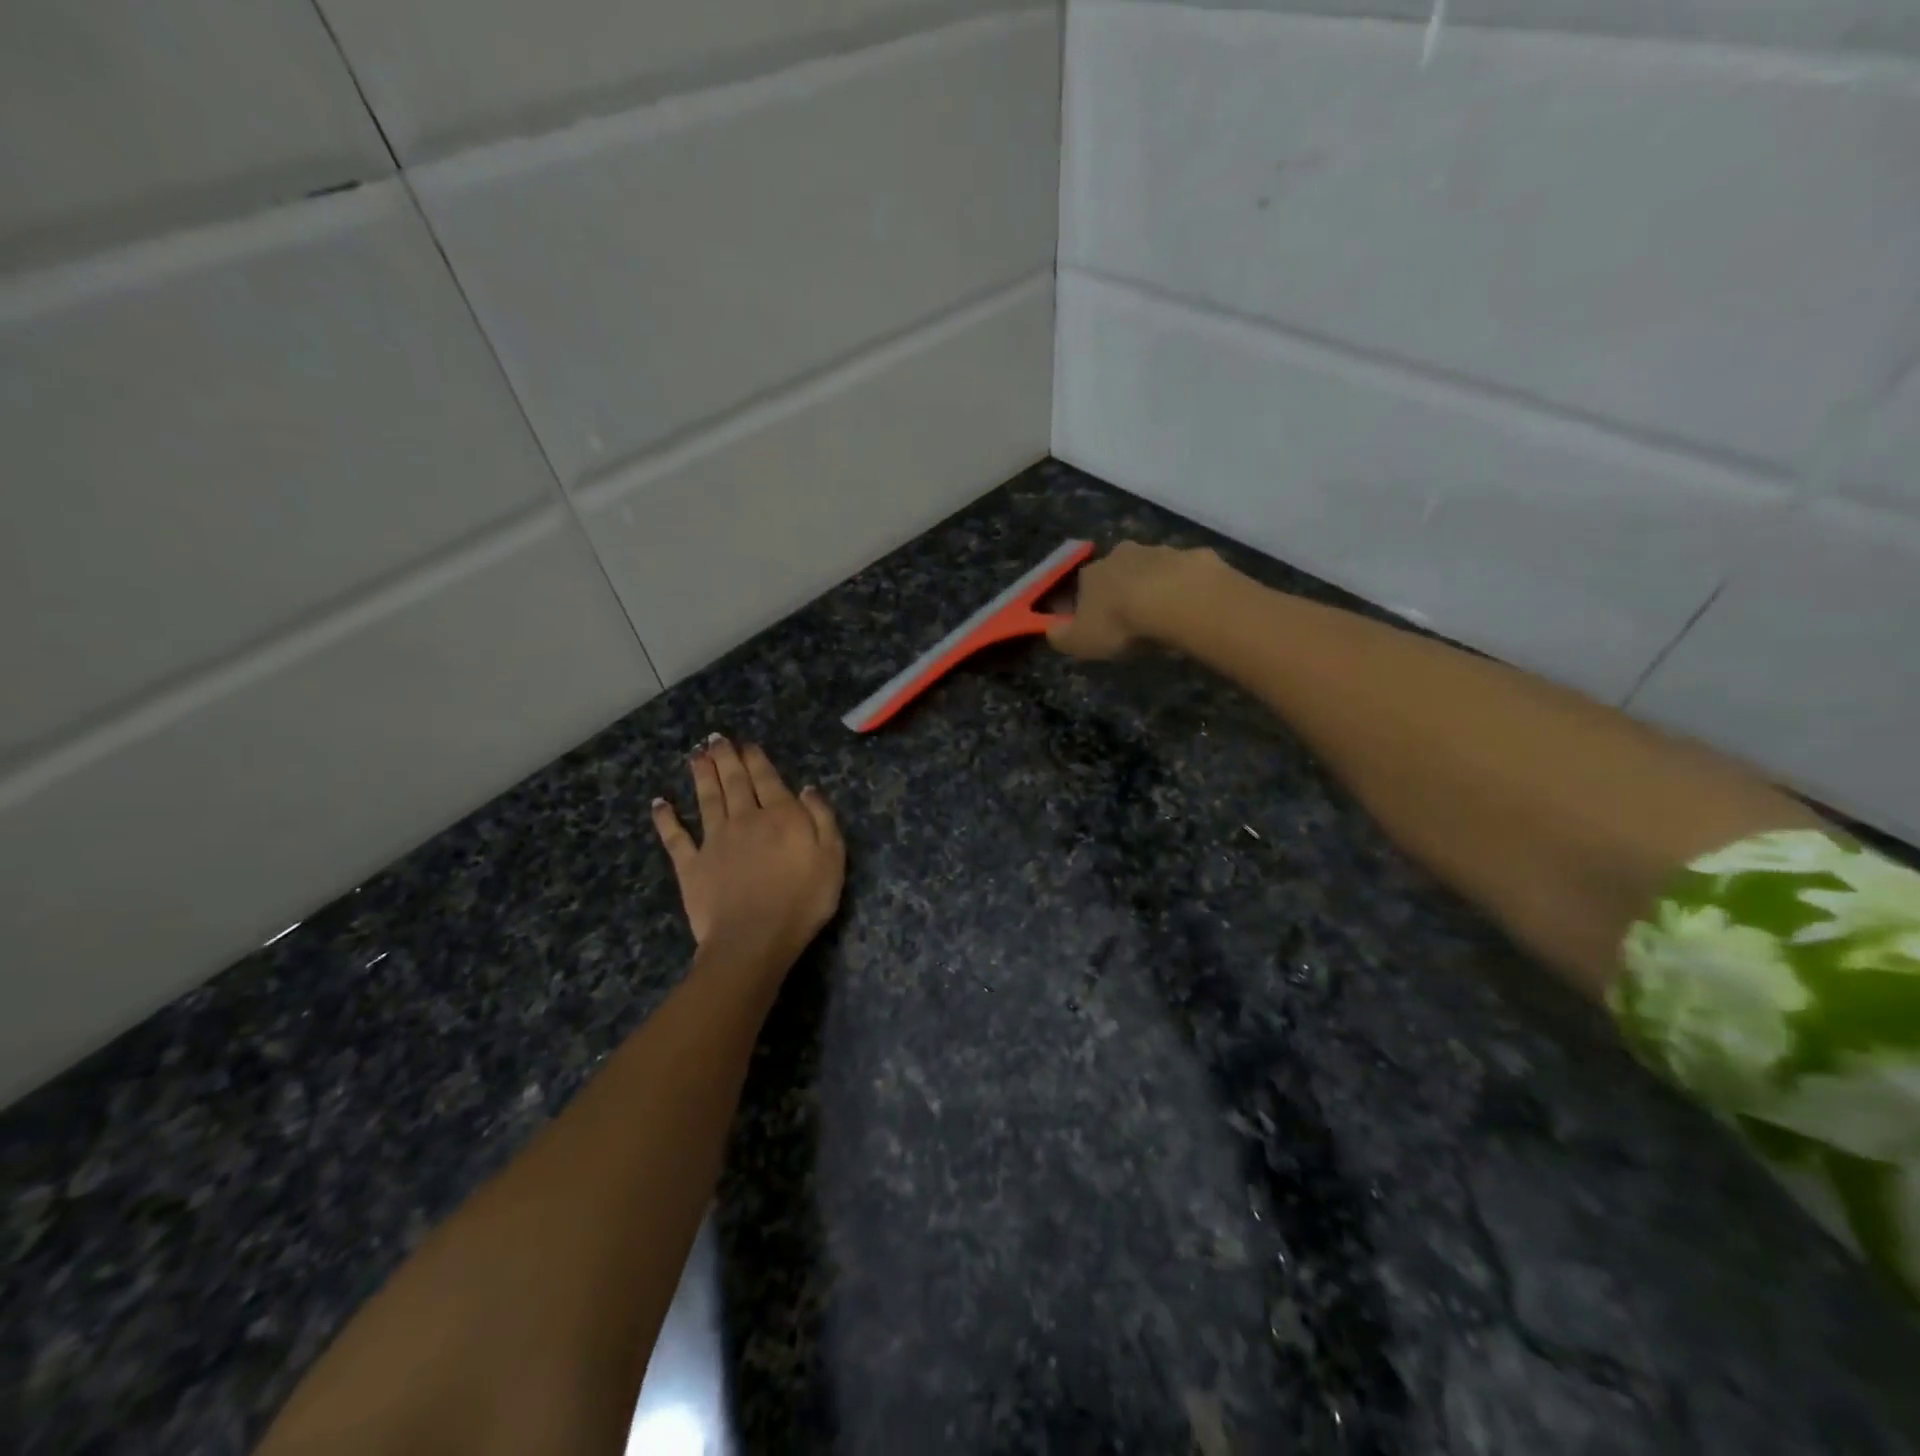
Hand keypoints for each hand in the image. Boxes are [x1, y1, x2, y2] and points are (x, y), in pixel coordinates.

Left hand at [652, 737, 844, 972]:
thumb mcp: (832, 857)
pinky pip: (675, 837)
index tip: (746, 743)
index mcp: (780, 815)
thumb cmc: (802, 900)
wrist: (754, 938)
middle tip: (715, 738)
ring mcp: (714, 841)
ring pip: (706, 799)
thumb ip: (821, 818)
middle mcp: (744, 819)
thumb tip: (807, 788)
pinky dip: (666, 818)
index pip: (766, 779)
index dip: (756, 759)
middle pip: (733, 781)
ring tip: (695, 755)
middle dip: (725, 757)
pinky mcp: (690, 865)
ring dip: (700, 775)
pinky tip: (660, 802)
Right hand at [1046, 542, 1221, 659]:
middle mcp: (1122, 554)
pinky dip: (1186, 587)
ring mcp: (1160, 552)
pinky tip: (1191, 607)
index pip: (1081, 585)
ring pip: (1152, 568)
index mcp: (1092, 573)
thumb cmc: (1120, 623)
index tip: (1095, 623)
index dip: (1086, 604)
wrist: (1176, 601)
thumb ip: (1060, 636)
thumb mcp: (1080, 641)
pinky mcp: (1193, 556)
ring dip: (1154, 585)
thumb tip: (1050, 630)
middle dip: (1122, 589)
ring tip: (1163, 615)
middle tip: (1132, 618)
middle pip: (1118, 571)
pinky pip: (1186, 573)